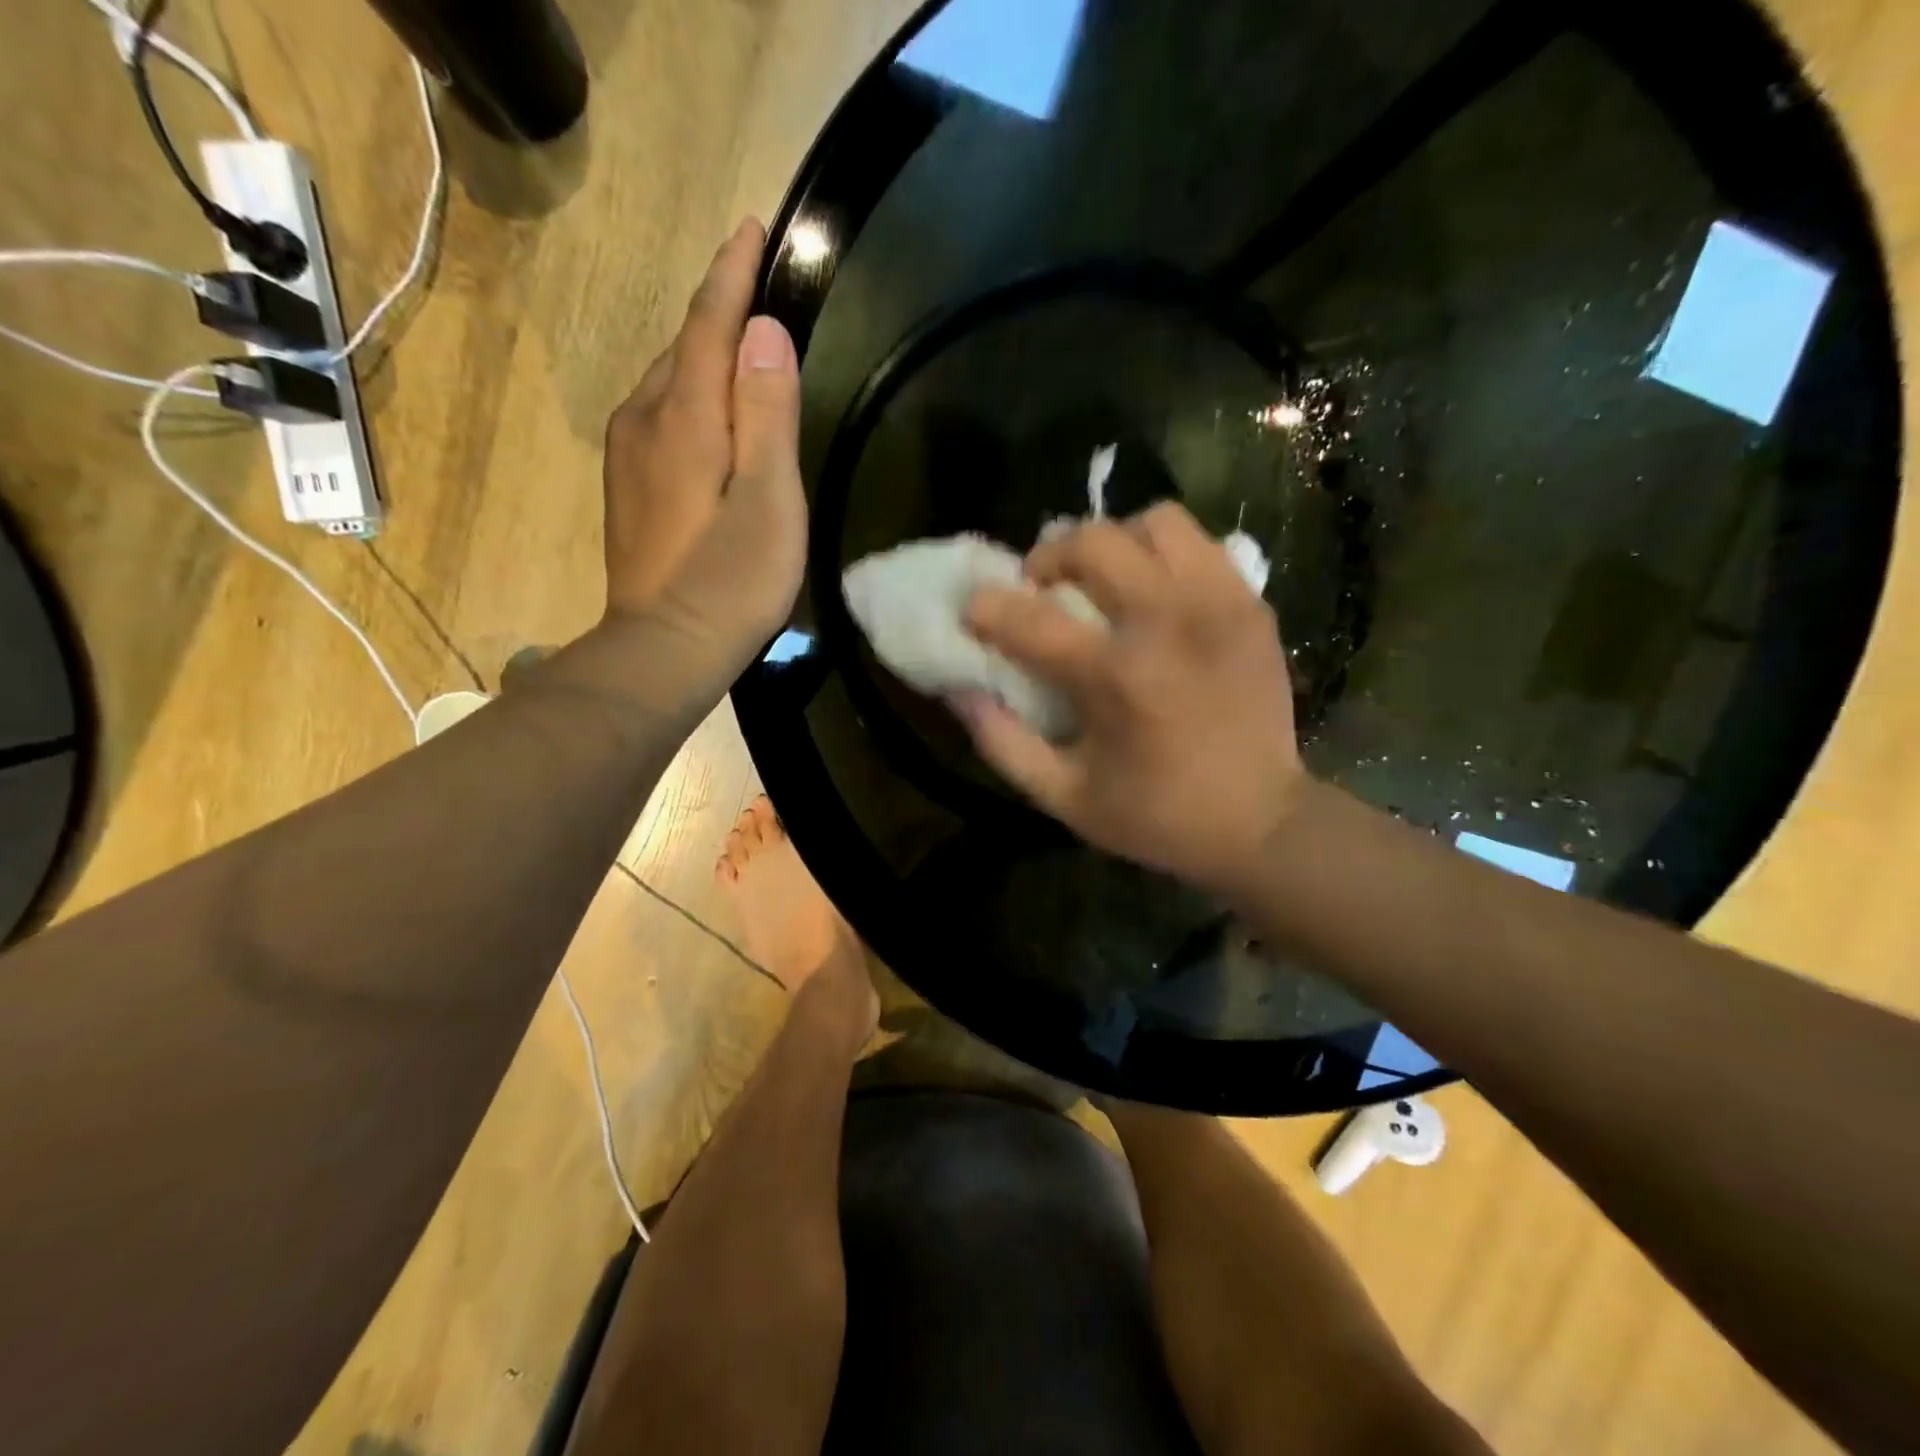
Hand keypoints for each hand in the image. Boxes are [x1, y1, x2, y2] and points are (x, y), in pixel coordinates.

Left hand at [600, 218, 805, 686]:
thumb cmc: (730, 581)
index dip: (732, 275)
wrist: (663, 650)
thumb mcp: (769, 501)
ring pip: (668, 384)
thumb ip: (767, 416)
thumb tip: (765, 333)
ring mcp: (628, 457)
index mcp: (684, 417)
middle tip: (759, 288)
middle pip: (683, 348)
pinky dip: (689, 400)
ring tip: (742, 352)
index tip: (751, 226)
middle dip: (719, 313)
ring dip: (703, 358)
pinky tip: (710, 419)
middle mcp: (644, 422)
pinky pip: (660, 419)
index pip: (708, 325)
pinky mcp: (628, 489)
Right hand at [955, 503, 1304, 895]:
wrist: (1263, 823)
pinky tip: (1154, 592)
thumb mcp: (1065, 798)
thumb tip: (961, 690)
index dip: (985, 608)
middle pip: (1092, 540)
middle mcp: (1168, 622)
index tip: (974, 614)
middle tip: (1041, 588)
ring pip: (1155, 522)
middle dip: (1048, 557)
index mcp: (1117, 677)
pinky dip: (1164, 554)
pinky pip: (1199, 544)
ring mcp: (1218, 604)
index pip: (1028, 617)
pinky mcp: (1251, 605)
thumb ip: (1003, 742)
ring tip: (1104, 579)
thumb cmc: (1157, 816)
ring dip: (1114, 542)